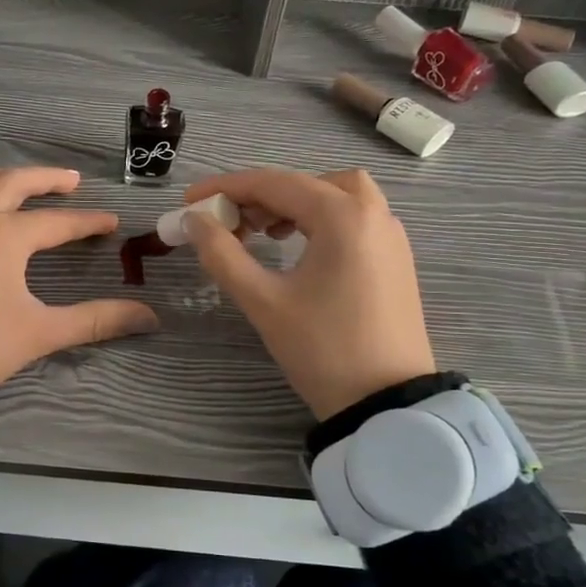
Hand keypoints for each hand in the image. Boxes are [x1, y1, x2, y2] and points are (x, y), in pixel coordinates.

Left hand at [0, 167, 158, 404]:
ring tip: (22, 184)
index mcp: (3, 235)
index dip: (88, 222)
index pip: (57, 222)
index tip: (111, 222)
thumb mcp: (37, 334)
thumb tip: (149, 317)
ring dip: (3, 177)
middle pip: (13, 182)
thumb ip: (95, 320)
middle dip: (46, 179)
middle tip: (71, 181)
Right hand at [180, 168, 435, 418]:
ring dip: (295, 204)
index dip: (225, 188)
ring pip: (336, 196)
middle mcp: (372, 214)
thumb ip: (222, 254)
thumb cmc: (322, 349)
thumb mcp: (263, 302)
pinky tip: (299, 250)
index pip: (274, 184)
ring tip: (264, 234)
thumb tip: (194, 221)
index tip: (189, 201)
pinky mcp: (395, 259)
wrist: (387, 403)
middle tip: (230, 223)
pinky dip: (321, 220)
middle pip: (307, 183)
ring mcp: (390, 236)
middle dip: (262, 196)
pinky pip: (354, 219)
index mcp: (342, 217)